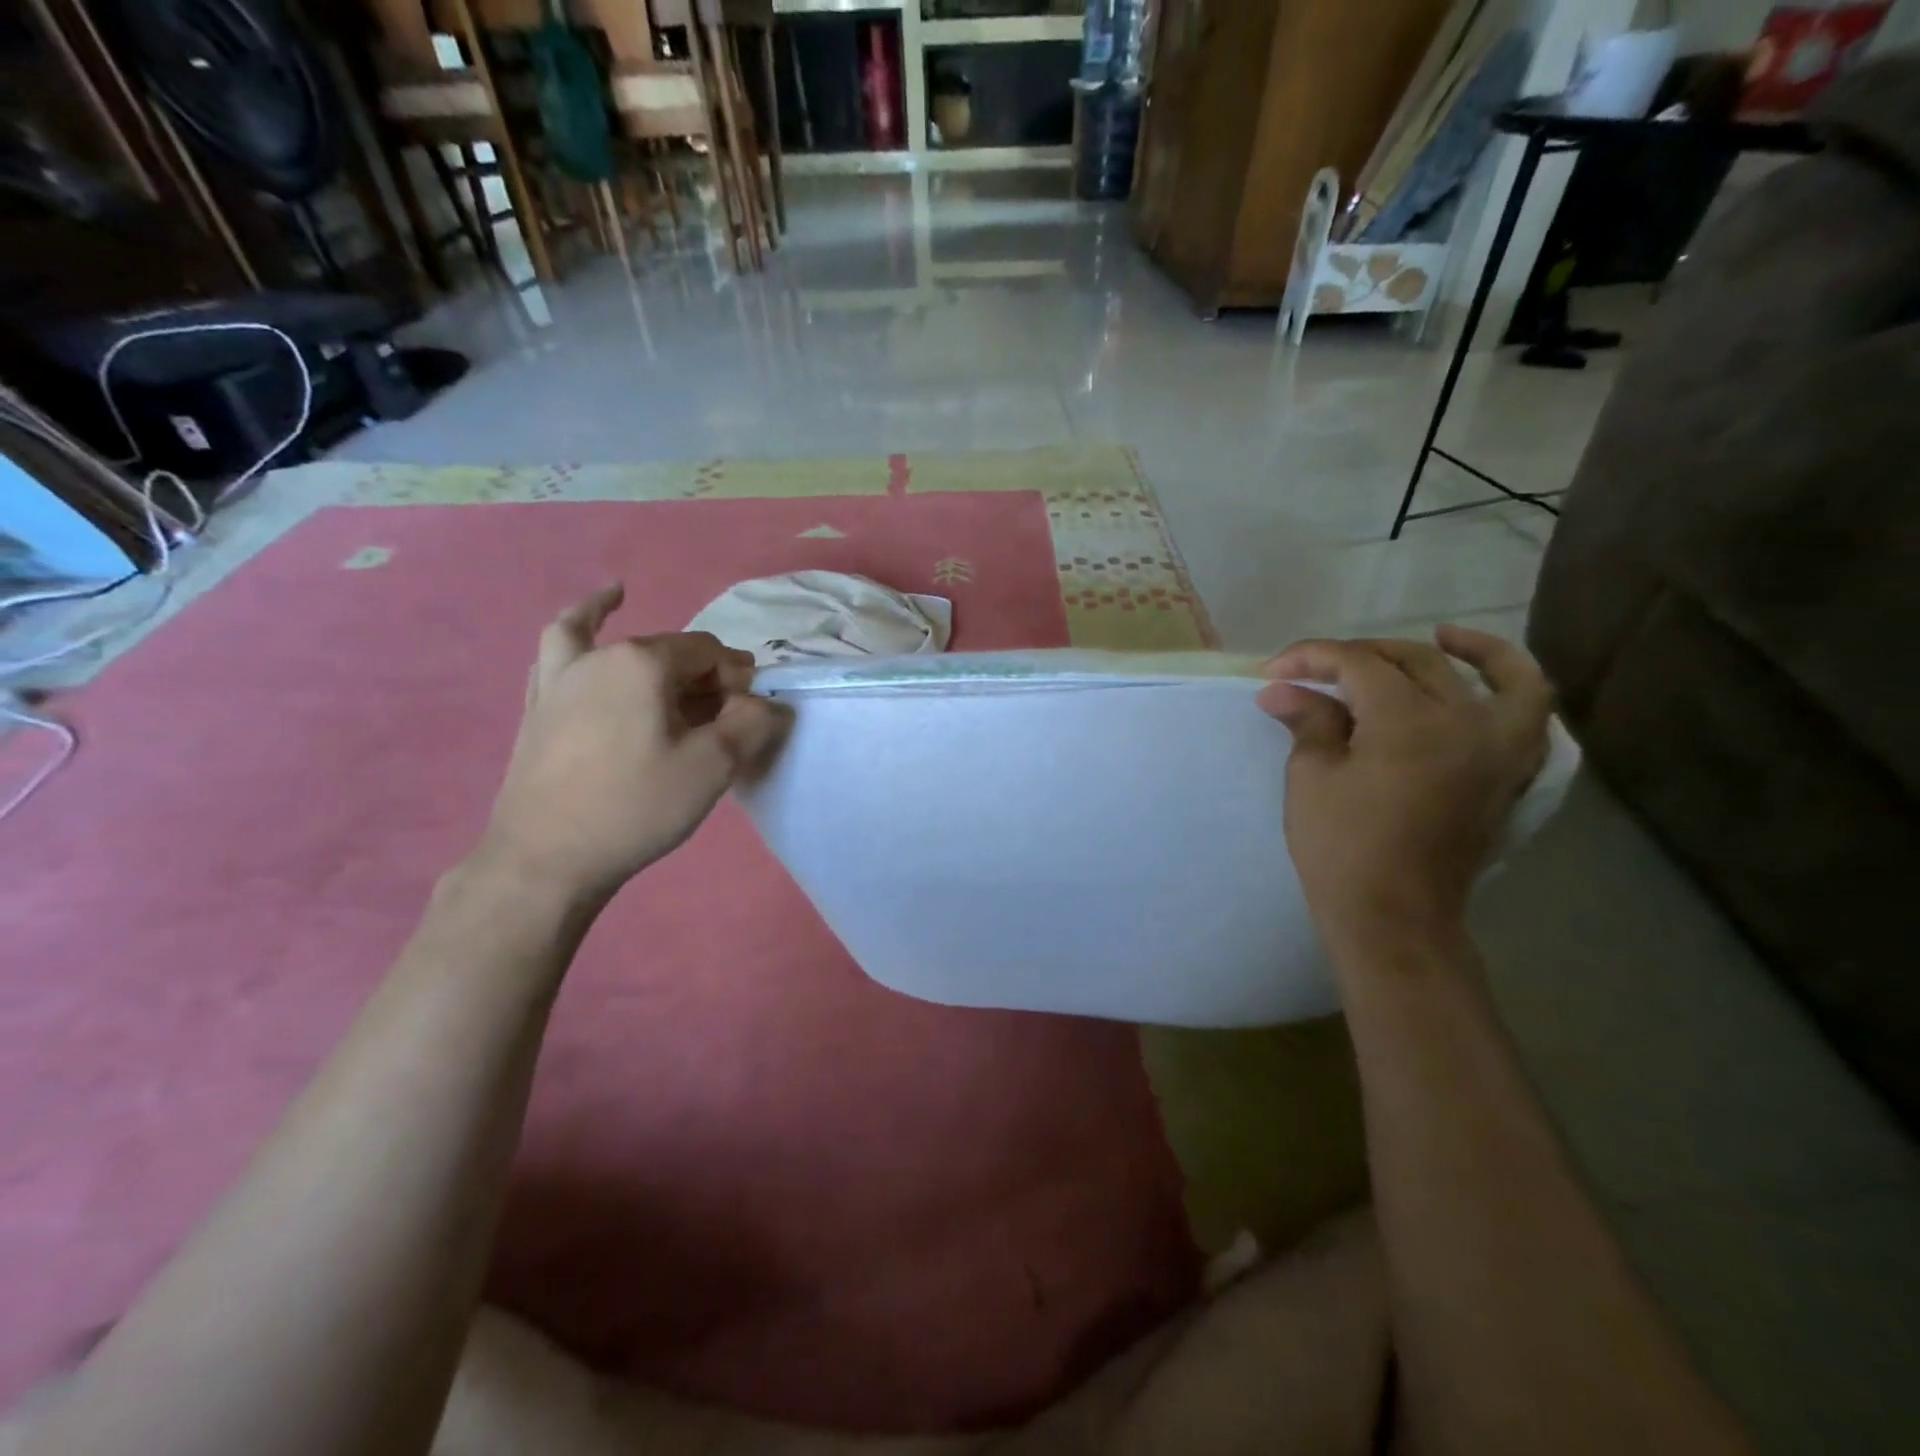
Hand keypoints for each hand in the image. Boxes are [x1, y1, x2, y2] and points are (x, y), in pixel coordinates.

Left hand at [476, 585, 790, 902]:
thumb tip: (772, 705)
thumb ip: (751, 725)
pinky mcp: (540, 703)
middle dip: (702, 678)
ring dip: (646, 647)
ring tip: (651, 634)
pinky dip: (578, 627)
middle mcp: (601, 655)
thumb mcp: (711, 767)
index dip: (737, 680)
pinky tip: (588, 623)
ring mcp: (562, 676)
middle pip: (669, 650)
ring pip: (617, 645)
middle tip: (719, 720)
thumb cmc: (636, 807)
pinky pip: (559, 649)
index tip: (746, 719)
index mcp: (644, 662)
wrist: (547, 858)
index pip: (709, 653)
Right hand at [1258, 626, 1552, 955]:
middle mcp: (1466, 722)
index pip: (1358, 665)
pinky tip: (1483, 684)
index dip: (1312, 658)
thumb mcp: (1312, 778)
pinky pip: (1529, 716)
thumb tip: (1282, 689)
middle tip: (1314, 670)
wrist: (1394, 915)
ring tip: (1442, 635)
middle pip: (1415, 661)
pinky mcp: (1509, 774)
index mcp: (1409, 722)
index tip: (1274, 668)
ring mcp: (1499, 748)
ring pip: (1498, 675)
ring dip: (1467, 649)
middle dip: (1358, 656)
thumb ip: (1308, 722)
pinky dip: (1513, 688)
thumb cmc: (1342, 848)